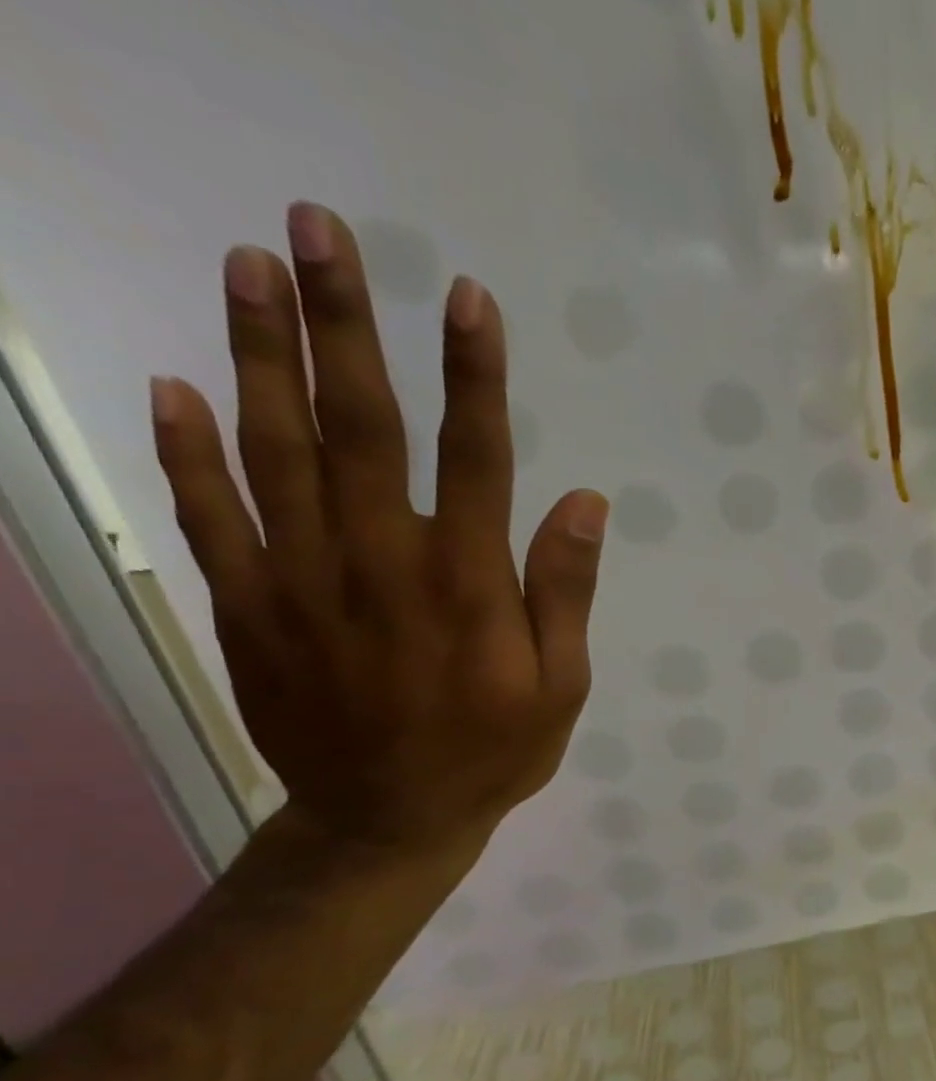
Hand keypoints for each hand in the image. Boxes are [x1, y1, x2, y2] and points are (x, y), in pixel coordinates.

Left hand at [150, 202, 606, 861]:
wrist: (391, 819)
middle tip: (320, 230)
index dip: (473, 377)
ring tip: (248, 266)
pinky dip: (188, 450)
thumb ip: (565, 591)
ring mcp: (302, 580)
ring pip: (275, 450)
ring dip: (260, 354)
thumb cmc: (495, 750)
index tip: (467, 299)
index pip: (475, 459)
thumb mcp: (562, 685)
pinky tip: (176, 387)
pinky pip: (211, 516)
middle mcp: (383, 563)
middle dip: (344, 325)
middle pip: (360, 427)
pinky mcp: (249, 606)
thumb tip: (582, 502)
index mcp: (469, 585)